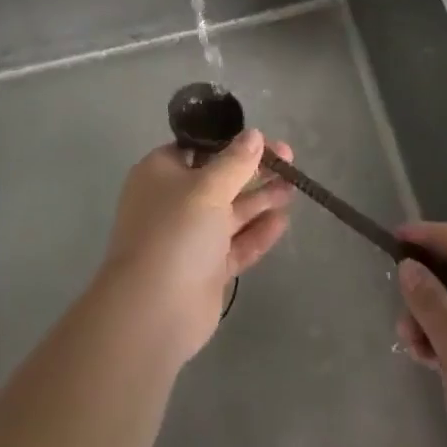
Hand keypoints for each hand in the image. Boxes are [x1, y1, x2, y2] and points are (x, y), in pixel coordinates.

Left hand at [97, 128, 295, 366]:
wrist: (153, 312)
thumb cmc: (176, 233)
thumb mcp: (208, 188)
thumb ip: (235, 161)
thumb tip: (253, 134)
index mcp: (161, 173)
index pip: (200, 147)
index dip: (232, 142)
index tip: (264, 140)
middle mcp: (173, 201)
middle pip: (219, 178)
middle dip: (253, 170)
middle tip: (289, 161)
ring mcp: (189, 237)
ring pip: (230, 212)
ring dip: (260, 199)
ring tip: (293, 187)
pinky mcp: (205, 269)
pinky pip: (235, 244)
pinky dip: (257, 232)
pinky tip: (283, 221)